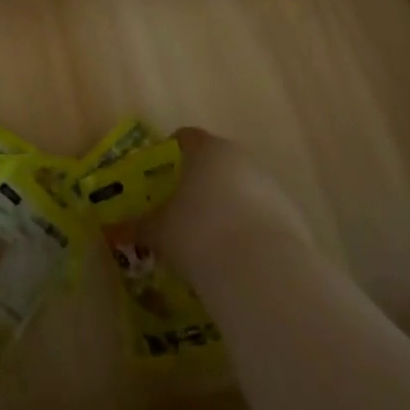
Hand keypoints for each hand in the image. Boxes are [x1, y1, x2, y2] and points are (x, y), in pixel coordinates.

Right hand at [144, 127, 314, 277]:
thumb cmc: (198, 234)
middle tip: (181, 209)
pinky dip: (249, 229)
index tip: (159, 174)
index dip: (171, 152)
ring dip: (227, 206)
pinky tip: (237, 258)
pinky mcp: (293, 216)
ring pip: (242, 189)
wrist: (261, 272)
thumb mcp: (160, 232)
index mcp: (207, 150)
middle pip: (217, 162)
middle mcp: (241, 158)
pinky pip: (262, 216)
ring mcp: (271, 186)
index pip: (186, 138)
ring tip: (210, 239)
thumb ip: (139, 226)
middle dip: (200, 182)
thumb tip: (116, 229)